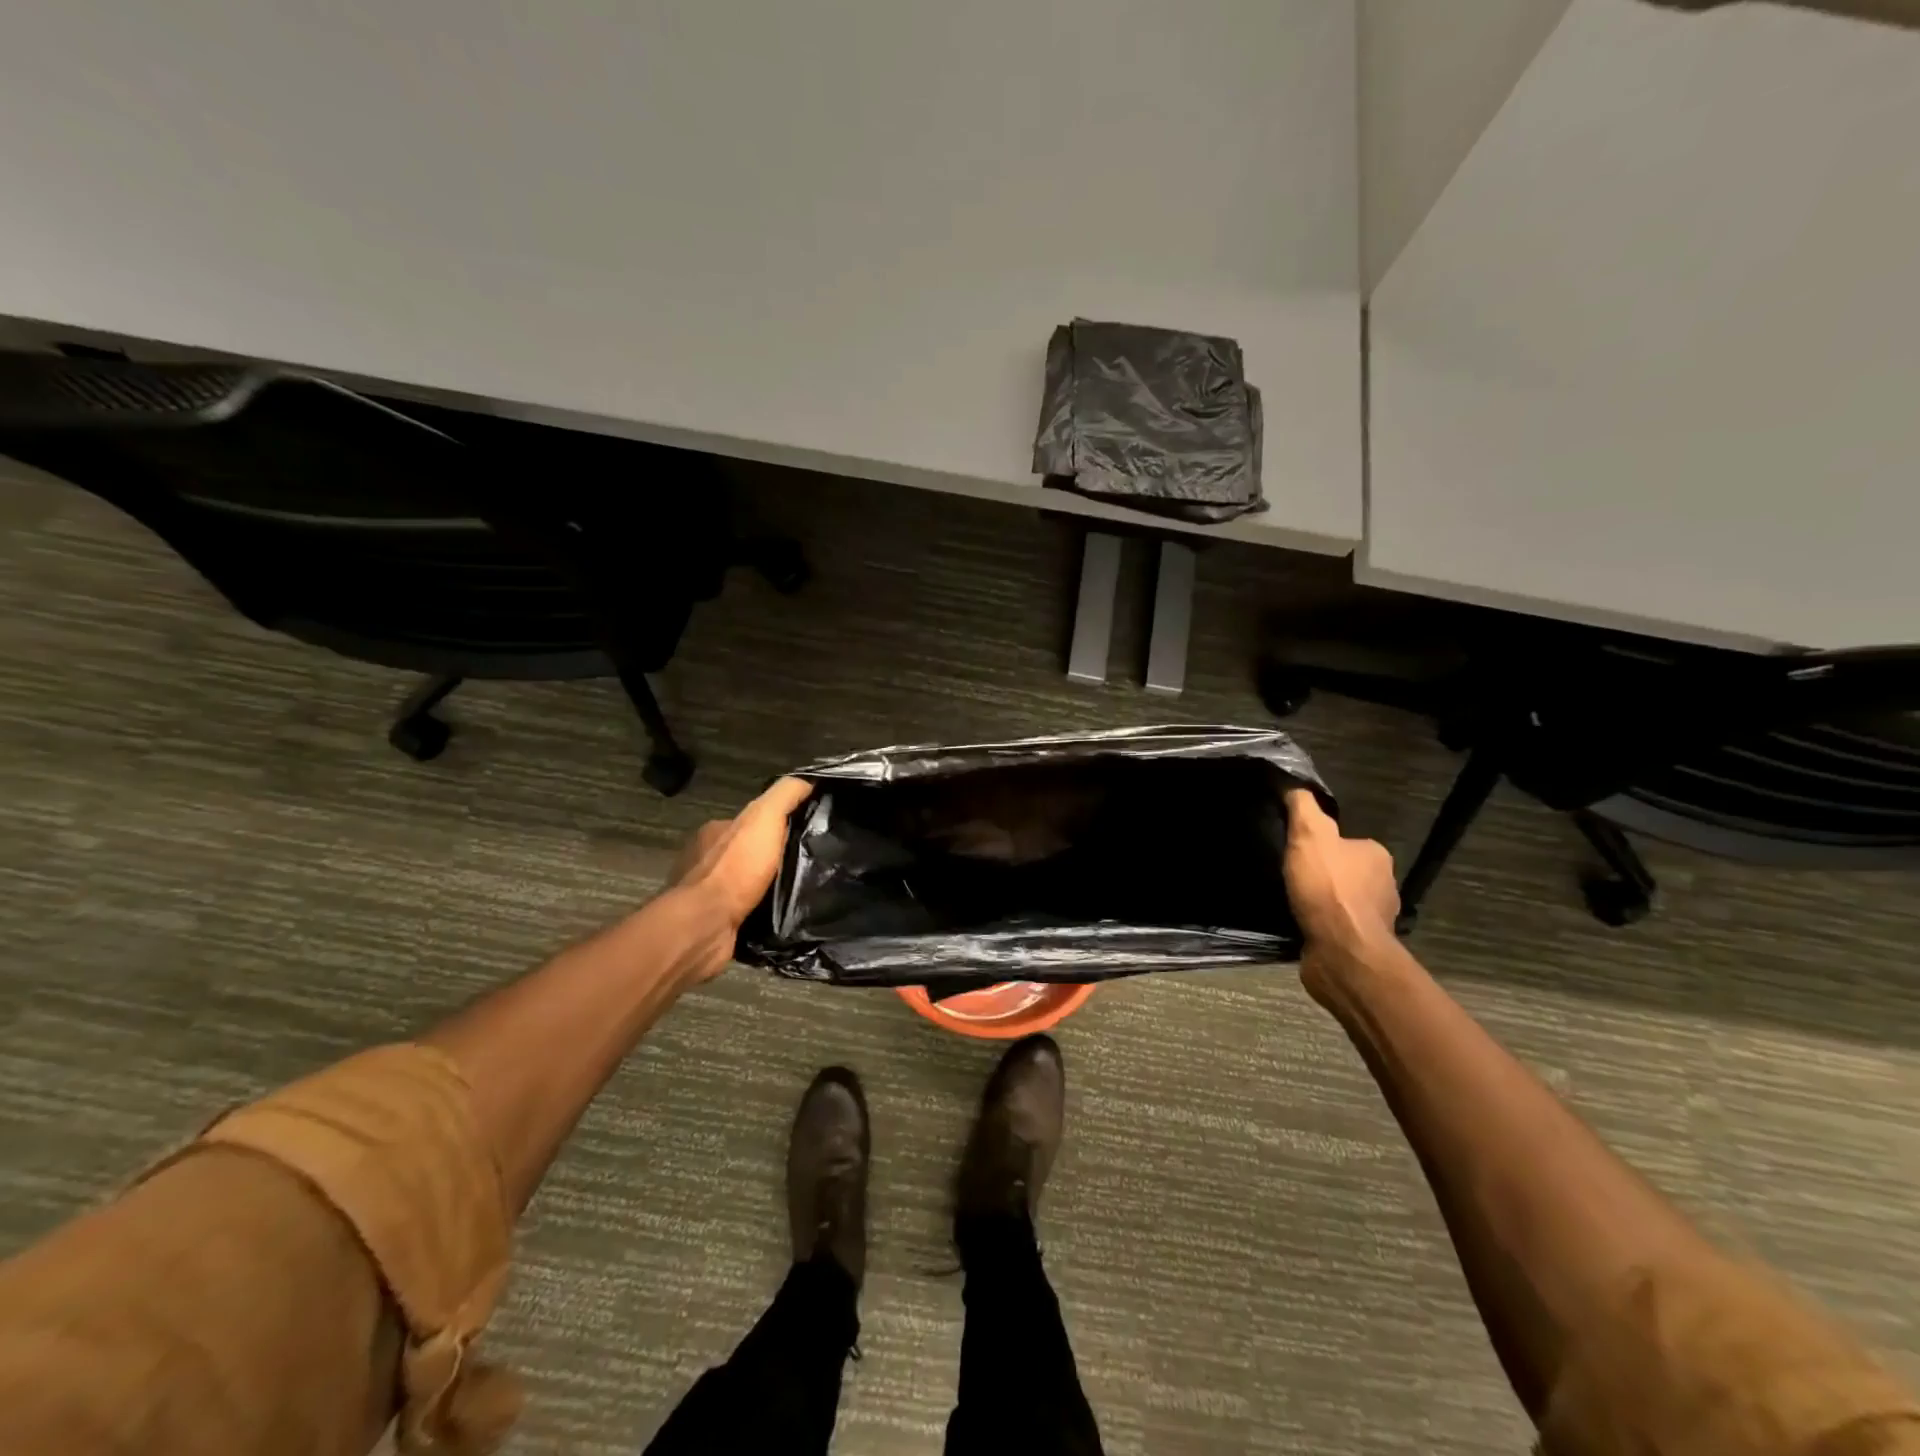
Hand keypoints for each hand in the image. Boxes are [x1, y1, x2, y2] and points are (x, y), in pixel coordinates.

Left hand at [667, 776, 813, 980]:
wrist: (705, 926)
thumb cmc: (735, 868)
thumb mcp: (765, 818)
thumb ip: (785, 795)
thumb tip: (809, 779)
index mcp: (716, 831)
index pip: (752, 821)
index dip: (778, 824)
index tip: (805, 833)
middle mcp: (706, 859)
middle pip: (749, 852)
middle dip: (774, 858)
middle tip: (808, 865)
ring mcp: (707, 893)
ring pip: (746, 884)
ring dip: (769, 888)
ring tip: (800, 894)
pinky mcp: (713, 923)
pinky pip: (743, 912)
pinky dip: (760, 913)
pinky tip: (780, 917)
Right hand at [1282, 789, 1399, 975]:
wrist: (1342, 953)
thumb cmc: (1328, 889)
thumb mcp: (1309, 835)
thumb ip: (1302, 807)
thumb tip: (1294, 784)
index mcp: (1376, 855)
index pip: (1345, 840)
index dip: (1318, 843)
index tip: (1294, 849)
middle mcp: (1383, 885)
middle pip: (1344, 870)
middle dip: (1320, 873)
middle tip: (1288, 874)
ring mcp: (1373, 918)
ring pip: (1340, 900)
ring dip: (1320, 901)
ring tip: (1289, 900)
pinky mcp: (1358, 944)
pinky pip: (1334, 926)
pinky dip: (1318, 924)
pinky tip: (1298, 923)